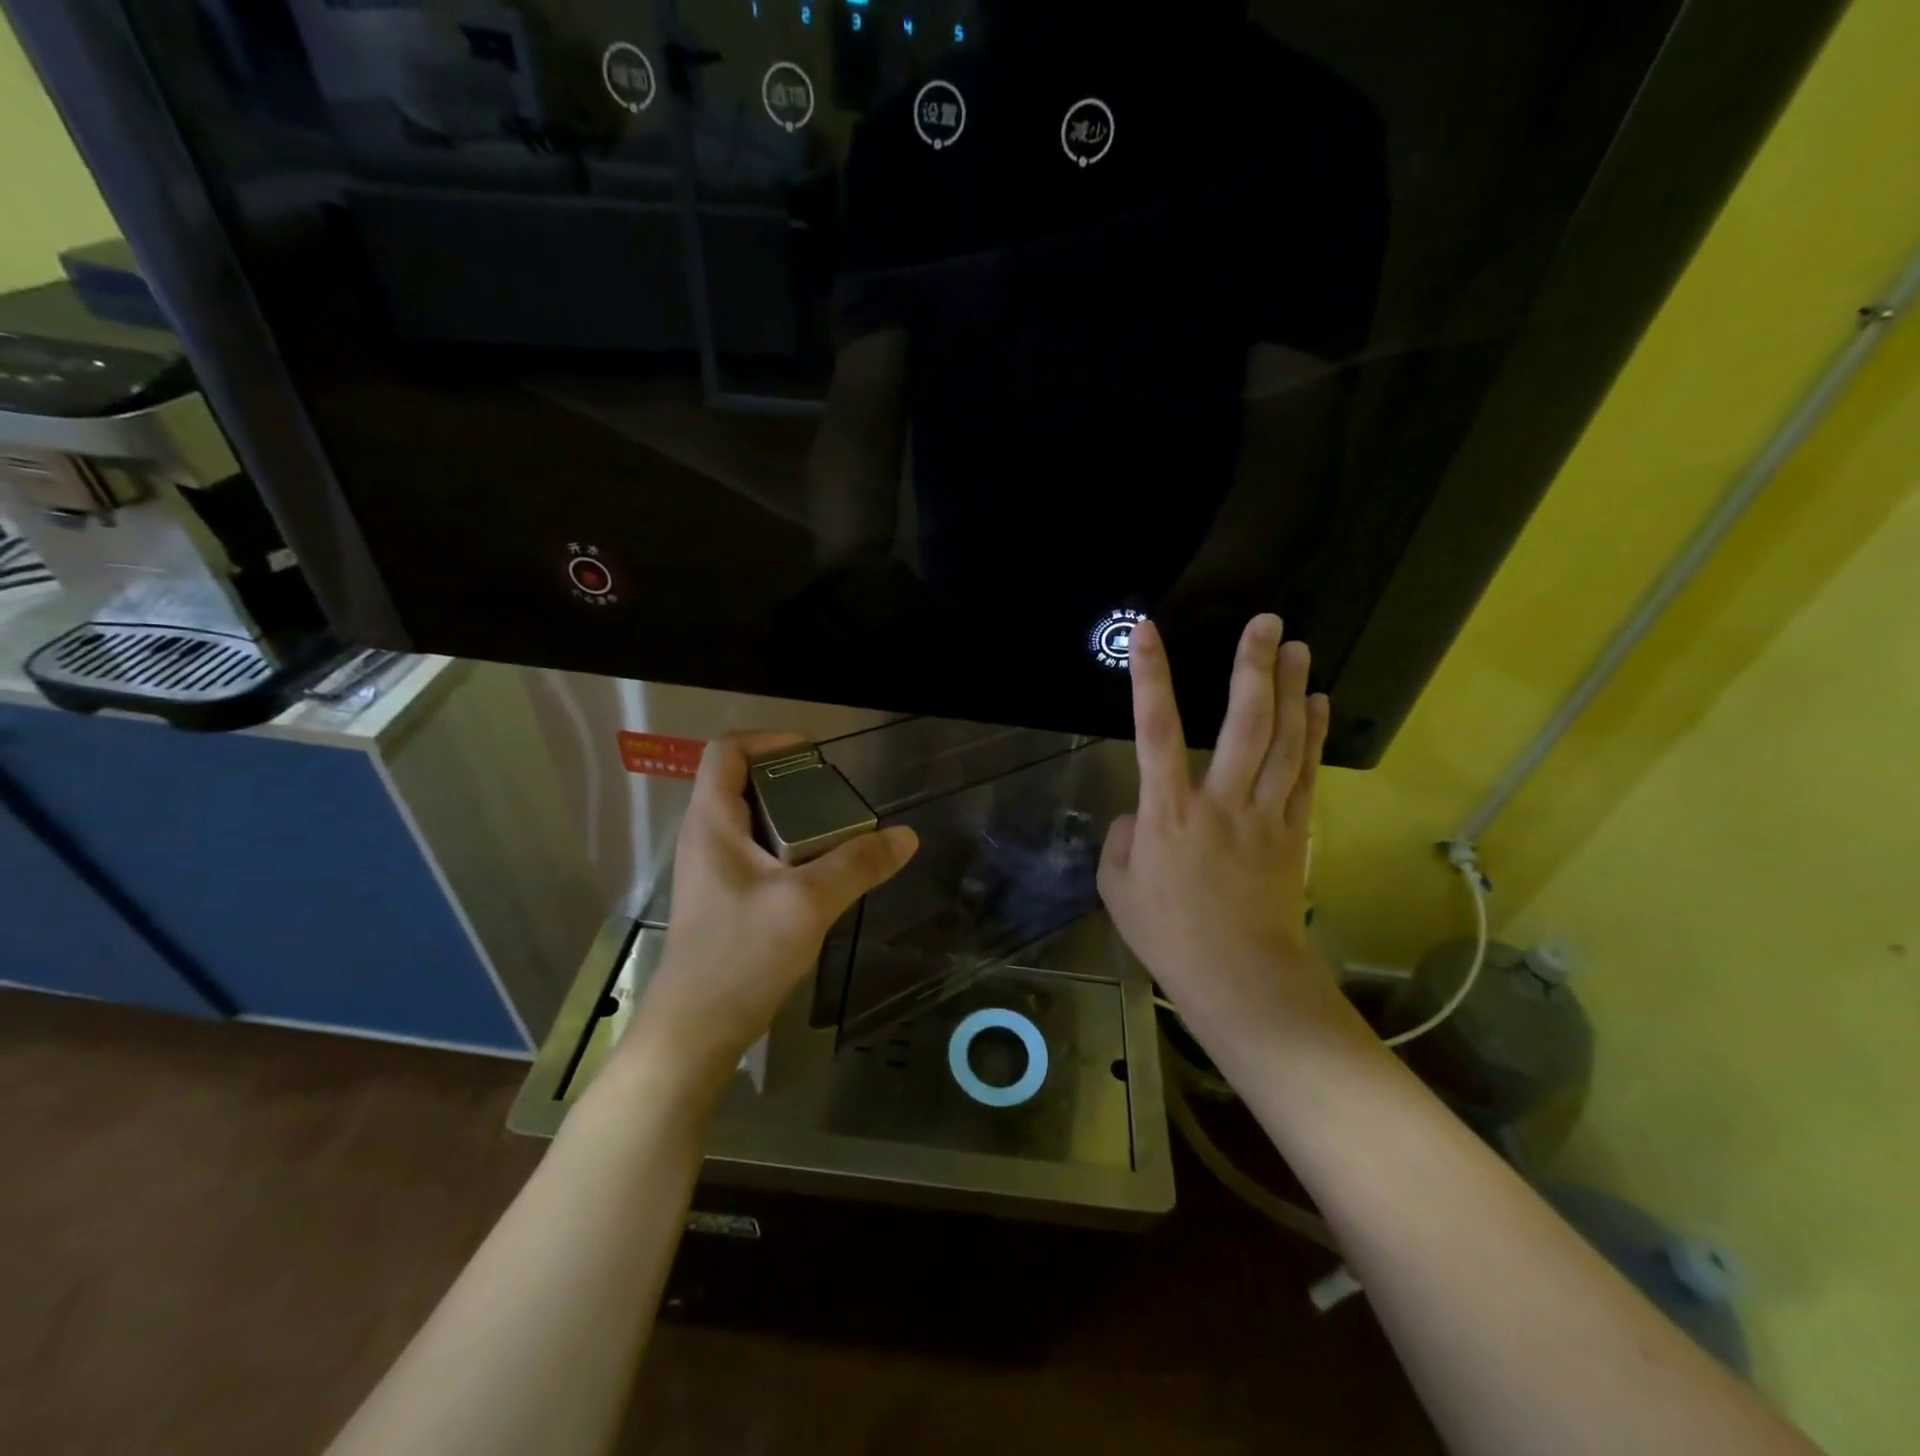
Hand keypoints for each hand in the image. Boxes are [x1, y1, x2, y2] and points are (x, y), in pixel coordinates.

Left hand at [625, 732, 917, 1093]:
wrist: (696, 1031)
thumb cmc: (739, 956)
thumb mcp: (806, 904)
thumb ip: (857, 865)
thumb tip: (905, 836)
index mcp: (712, 822)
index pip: (726, 751)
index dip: (769, 738)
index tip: (816, 752)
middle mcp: (706, 837)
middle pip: (743, 782)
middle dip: (791, 779)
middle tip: (838, 795)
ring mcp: (713, 870)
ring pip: (754, 820)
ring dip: (794, 816)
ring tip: (839, 830)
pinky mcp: (724, 898)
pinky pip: (758, 853)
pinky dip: (790, 848)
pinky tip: (822, 873)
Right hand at [1098, 616, 1349, 1064]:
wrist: (1240, 977)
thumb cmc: (1169, 935)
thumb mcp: (1118, 886)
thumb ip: (1123, 838)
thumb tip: (1142, 813)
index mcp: (1168, 812)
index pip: (1155, 730)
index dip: (1150, 678)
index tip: (1148, 632)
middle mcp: (1220, 801)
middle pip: (1242, 723)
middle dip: (1251, 668)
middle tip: (1265, 622)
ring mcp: (1264, 814)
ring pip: (1282, 741)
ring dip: (1291, 690)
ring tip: (1297, 647)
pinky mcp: (1294, 831)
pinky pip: (1305, 773)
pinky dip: (1312, 735)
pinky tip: (1318, 703)